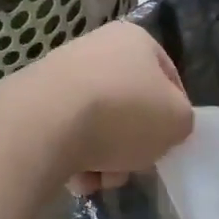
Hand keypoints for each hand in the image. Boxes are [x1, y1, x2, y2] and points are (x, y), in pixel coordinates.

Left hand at [0, 20, 193, 194]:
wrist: (46, 121)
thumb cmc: (123, 112)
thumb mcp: (177, 120)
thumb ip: (181, 120)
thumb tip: (165, 125)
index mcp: (136, 39)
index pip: (169, 77)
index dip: (175, 113)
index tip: (170, 143)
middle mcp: (99, 46)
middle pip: (130, 104)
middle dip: (133, 143)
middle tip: (133, 166)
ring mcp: (63, 71)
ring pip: (98, 124)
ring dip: (105, 157)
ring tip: (99, 178)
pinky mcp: (37, 98)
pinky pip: (67, 134)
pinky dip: (75, 158)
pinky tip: (75, 176)